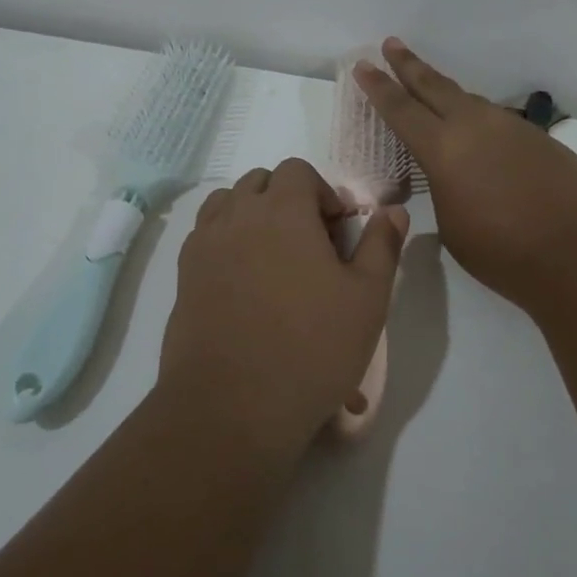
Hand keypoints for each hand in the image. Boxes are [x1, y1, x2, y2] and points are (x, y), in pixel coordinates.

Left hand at [158, 157, 407, 460]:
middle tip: (310, 243)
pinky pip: (205, 235)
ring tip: (274, 256)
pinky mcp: (183, 275)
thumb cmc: (311, 347)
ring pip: (227, 203)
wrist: (232, 406)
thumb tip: (393, 211)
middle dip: (288, 199)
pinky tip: (244, 281)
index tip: (337, 230)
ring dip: (252, 214)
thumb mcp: (367, 298)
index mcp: (282, 211)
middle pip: (260, 182)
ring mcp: (204, 245)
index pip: (297, 170)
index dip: (322, 192)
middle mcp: (237, 216)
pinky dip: (225, 239)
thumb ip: (382, 246)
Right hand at [354, 39, 576, 314]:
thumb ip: (444, 192)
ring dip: (447, 94)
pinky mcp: (539, 138)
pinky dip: (480, 121)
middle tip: (391, 43)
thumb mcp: (452, 226)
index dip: (379, 87)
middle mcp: (475, 126)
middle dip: (409, 65)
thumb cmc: (502, 252)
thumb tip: (453, 178)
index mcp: (443, 149)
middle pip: (434, 86)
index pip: (401, 110)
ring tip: (432, 91)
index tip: (364, 64)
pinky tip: (481, 138)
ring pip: (470, 101)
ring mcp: (511, 127)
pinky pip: (498, 121)